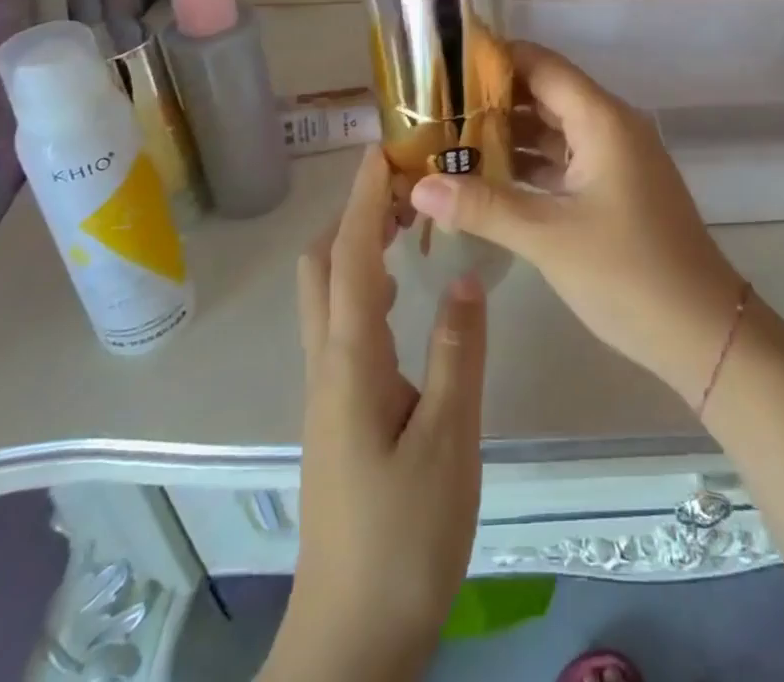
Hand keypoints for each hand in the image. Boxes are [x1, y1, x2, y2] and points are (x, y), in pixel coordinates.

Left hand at [276, 149, 486, 679]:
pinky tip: (405, 293)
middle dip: (353, 216)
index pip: (347, 259)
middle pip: (322, 269)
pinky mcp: (342, 412)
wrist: (353, 638)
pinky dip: (367, 285)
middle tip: (405, 185)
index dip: (361, 200)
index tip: (380, 150)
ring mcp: (329, 391)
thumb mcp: (448, 440)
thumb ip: (458, 352)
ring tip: (410, 223)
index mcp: (350, 363)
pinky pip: (346, 324)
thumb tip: (461, 274)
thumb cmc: (404, 537)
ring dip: (358, 248)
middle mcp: (328, 366)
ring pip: (329, 297)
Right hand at [410, 42, 743, 399]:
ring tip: (448, 140)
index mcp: (602, 119)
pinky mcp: (615, 187)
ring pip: (554, 129)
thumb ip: (483, 206)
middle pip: (546, 94)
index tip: (444, 63)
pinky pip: (565, 160)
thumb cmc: (627, 272)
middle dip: (492, 99)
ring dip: (508, 134)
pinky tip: (487, 178)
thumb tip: (418, 185)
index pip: (542, 65)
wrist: (700, 328)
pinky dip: (529, 164)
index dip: (495, 58)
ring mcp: (616, 158)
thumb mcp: (548, 236)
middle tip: (434, 108)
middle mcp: (610, 126)